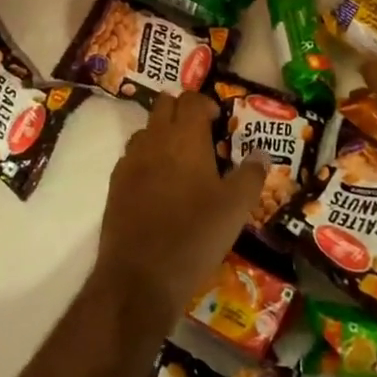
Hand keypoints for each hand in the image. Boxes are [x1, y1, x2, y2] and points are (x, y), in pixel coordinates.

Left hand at [95, 92, 266, 326]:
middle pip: (164, 105)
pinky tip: (158, 187)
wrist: (141, 276)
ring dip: (162, 134)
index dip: (206, 104)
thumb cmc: (195, 235)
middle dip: (181, 111)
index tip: (218, 121)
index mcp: (184, 137)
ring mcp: (130, 161)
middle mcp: (154, 139)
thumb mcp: (235, 208)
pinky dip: (146, 160)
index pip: (191, 99)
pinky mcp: (115, 184)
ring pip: (146, 130)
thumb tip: (261, 153)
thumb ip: (251, 175)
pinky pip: (132, 157)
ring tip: (180, 161)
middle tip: (201, 135)